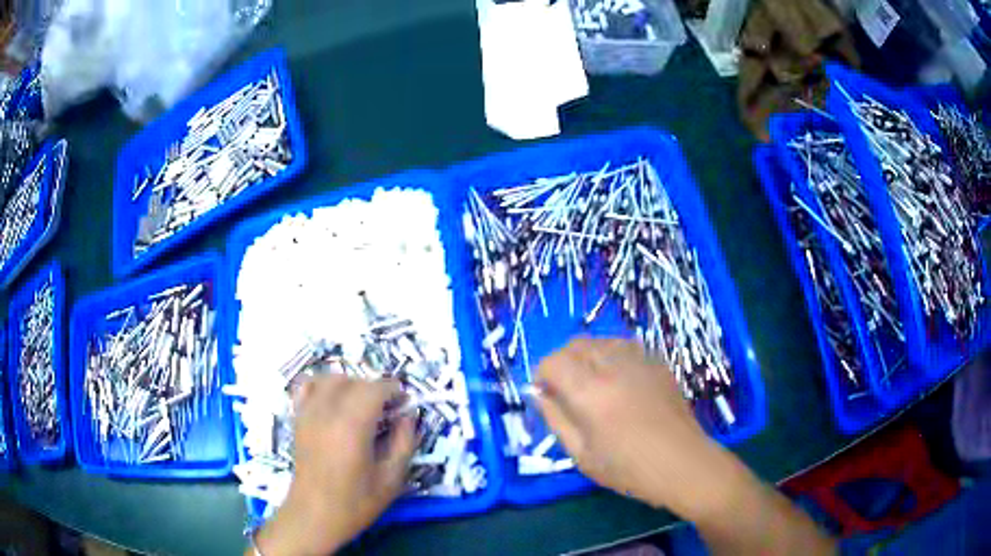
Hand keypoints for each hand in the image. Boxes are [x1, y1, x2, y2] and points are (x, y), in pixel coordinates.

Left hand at [253, 375, 416, 555]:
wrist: (314, 516)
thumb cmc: (356, 502)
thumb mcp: (391, 479)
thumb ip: (404, 443)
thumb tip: (408, 416)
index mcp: (352, 426)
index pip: (375, 389)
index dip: (393, 390)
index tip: (405, 402)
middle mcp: (327, 412)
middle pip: (353, 381)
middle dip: (374, 389)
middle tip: (388, 409)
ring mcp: (309, 413)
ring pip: (330, 379)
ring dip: (350, 383)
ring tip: (361, 404)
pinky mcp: (298, 419)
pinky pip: (307, 387)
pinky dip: (322, 385)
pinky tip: (333, 400)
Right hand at [535, 337, 738, 517]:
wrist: (682, 463)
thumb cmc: (628, 469)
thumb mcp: (581, 454)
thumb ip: (556, 419)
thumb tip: (539, 394)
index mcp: (590, 393)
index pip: (552, 361)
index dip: (541, 375)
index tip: (545, 394)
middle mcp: (613, 366)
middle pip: (575, 344)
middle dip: (562, 362)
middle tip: (566, 390)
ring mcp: (639, 361)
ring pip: (601, 340)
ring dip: (587, 356)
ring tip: (593, 383)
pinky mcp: (658, 363)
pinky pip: (626, 346)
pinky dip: (612, 355)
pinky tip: (619, 381)